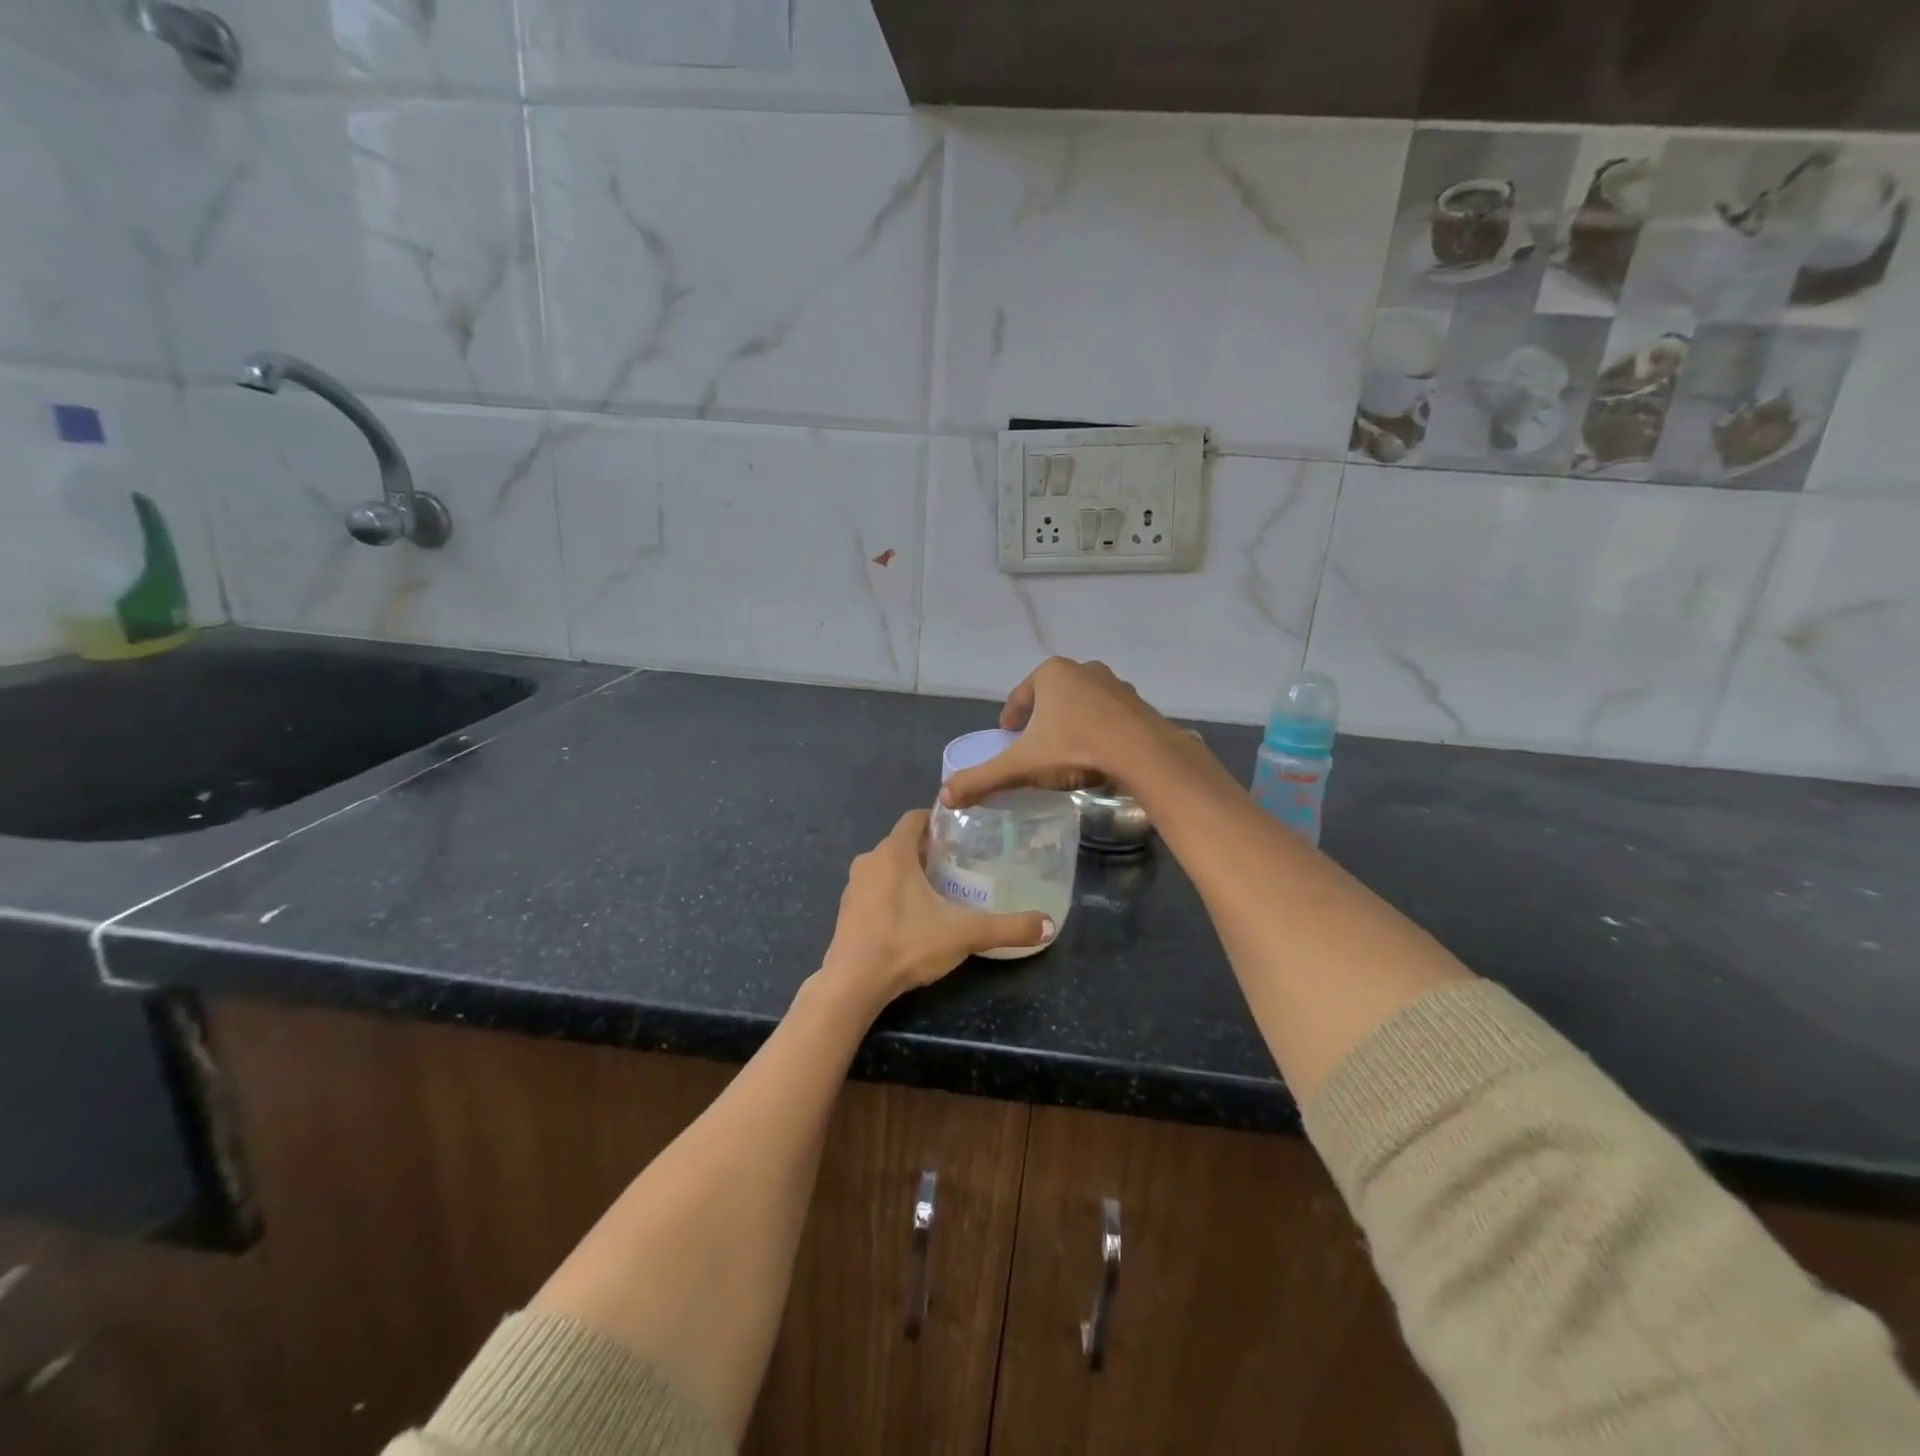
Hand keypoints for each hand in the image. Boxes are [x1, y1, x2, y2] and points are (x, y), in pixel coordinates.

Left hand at [820, 810, 1055, 1006]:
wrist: (853, 984)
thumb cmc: (907, 944)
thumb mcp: (964, 934)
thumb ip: (1008, 927)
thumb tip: (1048, 926)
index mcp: (893, 852)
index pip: (915, 818)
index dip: (938, 820)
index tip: (962, 832)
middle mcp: (869, 861)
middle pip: (902, 842)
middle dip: (929, 849)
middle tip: (960, 863)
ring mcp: (853, 886)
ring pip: (886, 866)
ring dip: (909, 872)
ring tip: (940, 889)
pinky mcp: (846, 910)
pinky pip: (874, 888)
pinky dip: (892, 892)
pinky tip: (912, 915)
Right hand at [940, 658, 1177, 807]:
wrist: (1142, 753)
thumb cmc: (1074, 748)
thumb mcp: (1022, 766)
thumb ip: (982, 779)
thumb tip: (943, 796)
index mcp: (1051, 674)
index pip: (1021, 695)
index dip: (1011, 715)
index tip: (1008, 734)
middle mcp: (1083, 669)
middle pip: (1052, 696)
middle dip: (1042, 717)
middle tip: (1035, 744)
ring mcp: (1114, 685)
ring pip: (1082, 704)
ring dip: (1072, 722)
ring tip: (1066, 750)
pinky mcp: (1138, 704)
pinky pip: (1109, 717)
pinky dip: (1098, 731)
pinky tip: (1097, 753)